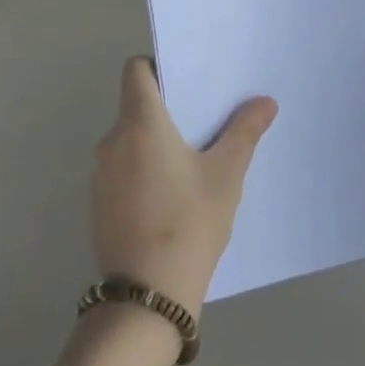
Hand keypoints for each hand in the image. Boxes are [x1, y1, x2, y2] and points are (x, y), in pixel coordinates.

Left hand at [91, 58, 277, 317]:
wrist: (146, 299)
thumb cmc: (189, 224)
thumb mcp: (225, 176)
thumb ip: (244, 132)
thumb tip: (265, 102)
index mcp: (140, 123)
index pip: (136, 70)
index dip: (157, 66)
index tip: (186, 83)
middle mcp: (112, 141)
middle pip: (135, 105)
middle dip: (167, 108)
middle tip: (204, 120)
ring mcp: (100, 175)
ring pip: (129, 139)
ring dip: (154, 141)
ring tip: (193, 159)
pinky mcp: (98, 204)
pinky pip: (122, 169)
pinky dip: (142, 170)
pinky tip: (170, 196)